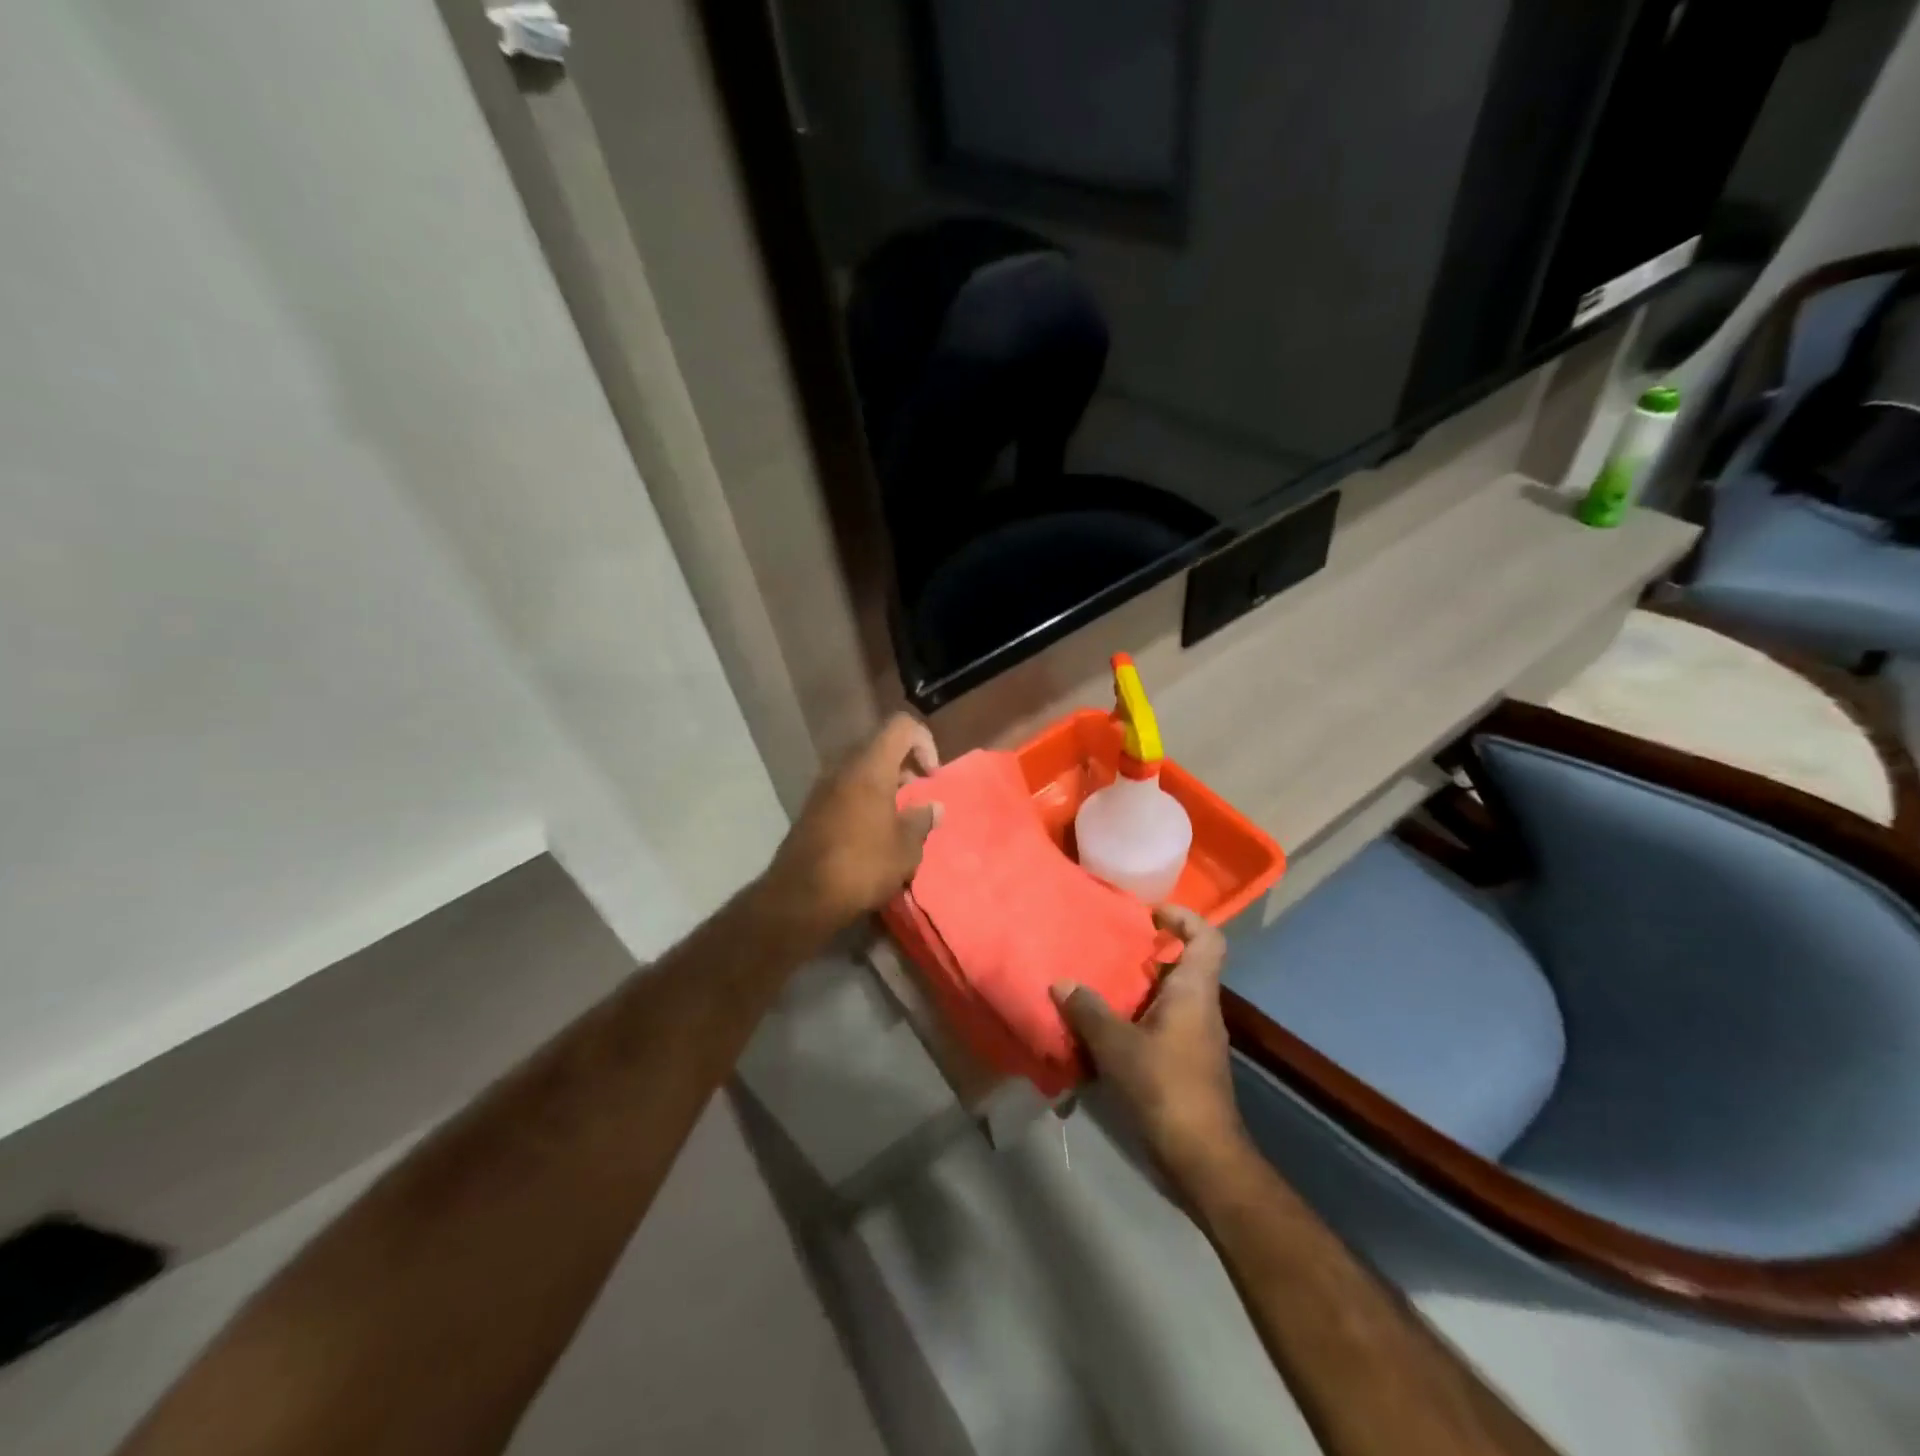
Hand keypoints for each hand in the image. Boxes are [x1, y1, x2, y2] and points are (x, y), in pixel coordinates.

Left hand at [766, 714, 941, 940]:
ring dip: (883, 785)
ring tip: (897, 818)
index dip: (924, 742)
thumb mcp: (905, 849)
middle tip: (918, 796)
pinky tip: (872, 834)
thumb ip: (922, 821)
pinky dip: (864, 800)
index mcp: (870, 767)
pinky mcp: (811, 809)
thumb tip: (933, 807)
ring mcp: (822, 788)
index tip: (931, 777)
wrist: (801, 897)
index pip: (901, 726)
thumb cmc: (862, 866)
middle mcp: (843, 768)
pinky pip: (845, 790)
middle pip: (880, 746)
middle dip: (904, 765)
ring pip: (860, 769)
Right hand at [1052, 906, 1248, 1181]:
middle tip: (1108, 949)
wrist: (1202, 1157)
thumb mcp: (1116, 1045)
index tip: (1149, 914)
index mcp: (1194, 992)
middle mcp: (1201, 1008)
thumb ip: (1088, 1010)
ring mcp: (1196, 1038)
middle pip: (1183, 966)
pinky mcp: (1186, 1064)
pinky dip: (1136, 1019)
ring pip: (1169, 997)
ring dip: (1137, 989)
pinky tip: (1104, 1031)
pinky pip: (1162, 1025)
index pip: (1207, 938)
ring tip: (1097, 985)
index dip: (1183, 918)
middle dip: (1147, 954)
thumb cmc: (1164, 1087)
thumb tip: (1062, 982)